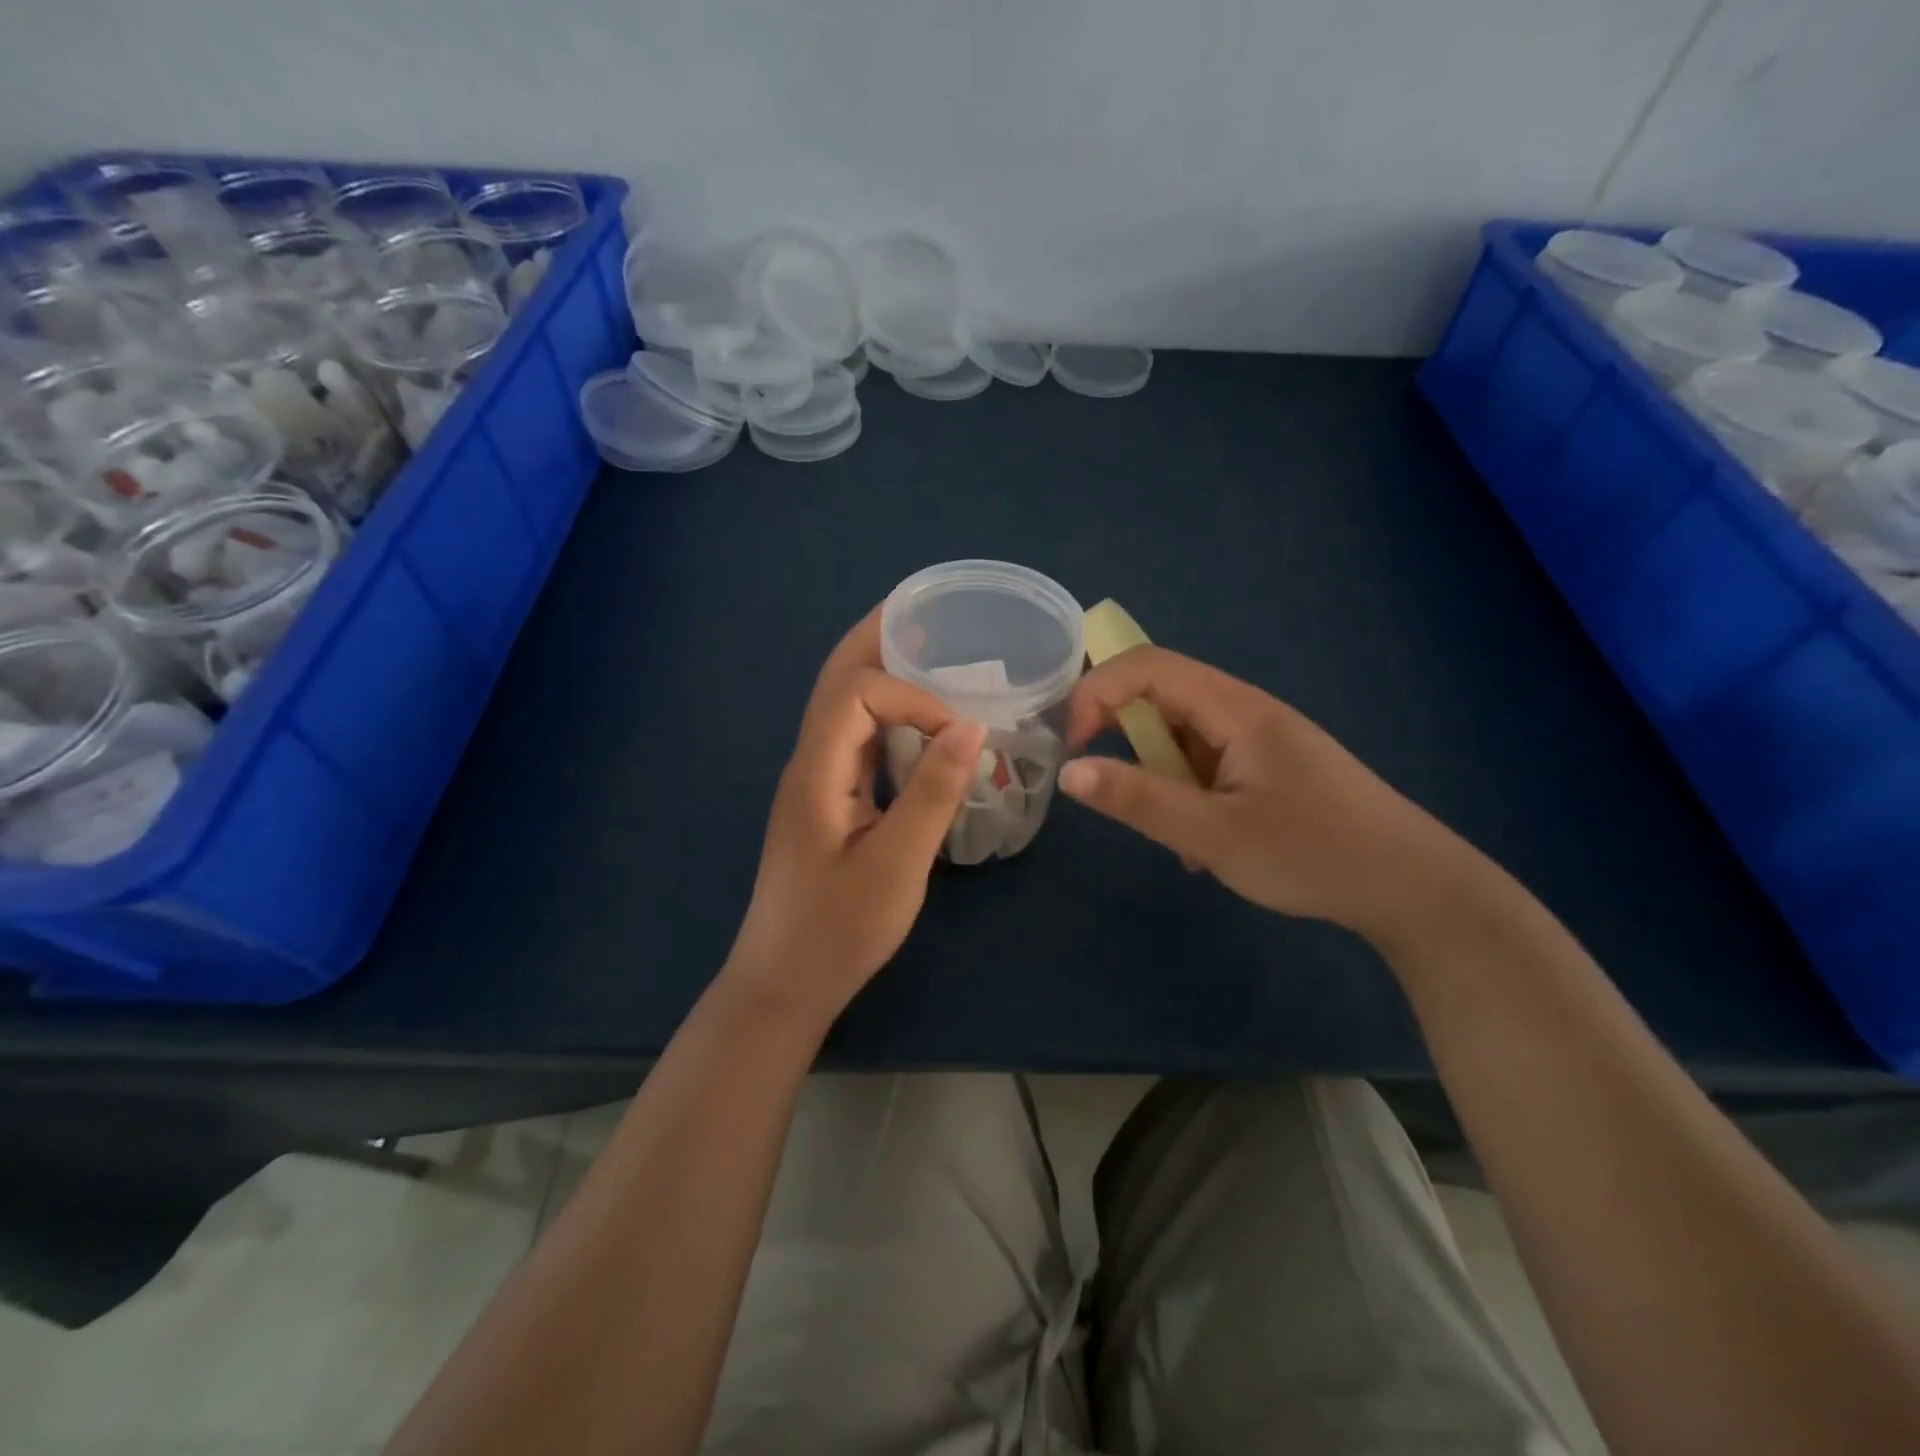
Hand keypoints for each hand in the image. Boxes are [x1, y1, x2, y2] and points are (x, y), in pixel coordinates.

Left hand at [722, 607, 986, 1031]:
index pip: (857, 692)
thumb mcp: (896, 865)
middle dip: (877, 639)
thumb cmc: (837, 930)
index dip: (911, 697)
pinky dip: (887, 716)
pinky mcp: (828, 802)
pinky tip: (918, 724)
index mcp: (817, 770)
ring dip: (880, 672)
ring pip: (843, 706)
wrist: (783, 984)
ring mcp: (816, 781)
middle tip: (922, 610)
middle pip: (836, 679)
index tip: (957, 734)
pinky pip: (856, 739)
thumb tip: (971, 728)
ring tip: (925, 649)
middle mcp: (810, 762)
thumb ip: (932, 793)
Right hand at [1058, 646, 1474, 940]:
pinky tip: (1204, 845)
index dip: (1097, 693)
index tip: (1073, 746)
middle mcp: (1244, 711)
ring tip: (1175, 837)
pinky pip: (1205, 766)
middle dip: (1124, 740)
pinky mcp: (1267, 768)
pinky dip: (1188, 797)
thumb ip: (1139, 800)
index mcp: (1235, 708)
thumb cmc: (1315, 854)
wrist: (1414, 888)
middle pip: (1161, 698)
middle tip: (1112, 794)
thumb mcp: (1215, 835)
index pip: (1147, 667)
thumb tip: (1068, 771)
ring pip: (1180, 738)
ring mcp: (1258, 740)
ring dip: (1159, 779)